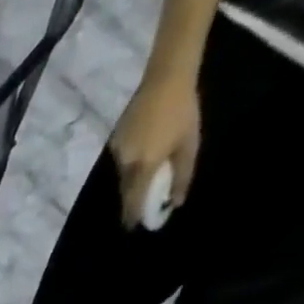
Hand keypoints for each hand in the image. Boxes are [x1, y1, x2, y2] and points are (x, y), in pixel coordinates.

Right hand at [109, 73, 199, 226]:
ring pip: (123, 176)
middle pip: (125, 190)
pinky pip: (121, 161)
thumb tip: (175, 202)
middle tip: (140, 204)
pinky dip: (129, 164)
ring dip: (132, 180)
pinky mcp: (114, 142)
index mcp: (143, 166)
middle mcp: (125, 164)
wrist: (166, 77)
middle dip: (132, 199)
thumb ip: (182, 176)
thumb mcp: (189, 144)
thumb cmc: (183, 110)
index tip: (133, 226)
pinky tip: (141, 154)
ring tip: (145, 176)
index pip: (132, 201)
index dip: (132, 216)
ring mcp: (117, 153)